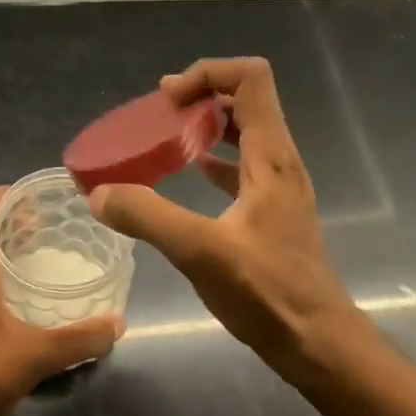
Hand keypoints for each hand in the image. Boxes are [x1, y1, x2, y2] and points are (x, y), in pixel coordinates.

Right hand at [89, 58, 364, 382]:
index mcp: (271, 157)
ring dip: (205, 128)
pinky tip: (188, 176)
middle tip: (156, 117)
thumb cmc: (267, 292)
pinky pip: (241, 168)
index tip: (166, 100)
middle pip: (246, 100)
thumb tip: (99, 193)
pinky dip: (213, 161)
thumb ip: (148, 217)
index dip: (207, 74)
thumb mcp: (201, 252)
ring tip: (163, 141)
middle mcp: (279, 162)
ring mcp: (278, 188)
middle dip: (200, 97)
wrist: (316, 341)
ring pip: (244, 134)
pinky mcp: (272, 213)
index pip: (250, 79)